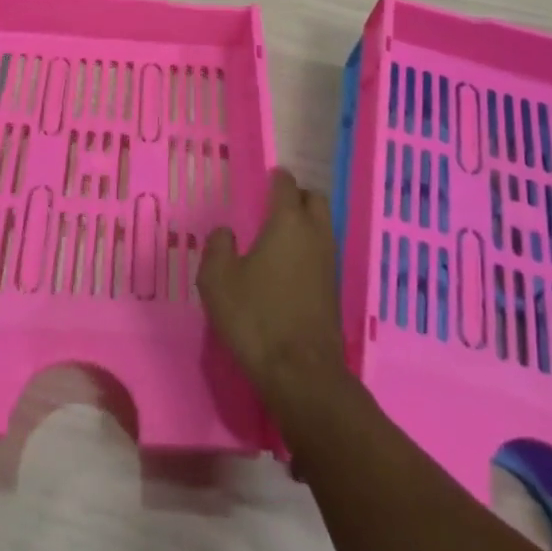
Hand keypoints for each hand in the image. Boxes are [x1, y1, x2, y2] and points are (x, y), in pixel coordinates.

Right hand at [199, 169, 346, 412]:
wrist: (301, 372)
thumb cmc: (255, 317)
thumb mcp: (218, 280)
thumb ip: (218, 247)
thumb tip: (226, 233)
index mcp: (287, 223)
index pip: (286, 185)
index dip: (276, 178)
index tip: (265, 178)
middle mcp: (314, 235)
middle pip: (315, 200)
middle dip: (297, 196)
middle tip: (273, 205)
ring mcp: (329, 263)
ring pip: (322, 226)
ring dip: (305, 223)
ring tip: (278, 236)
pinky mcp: (333, 290)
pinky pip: (322, 253)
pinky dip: (308, 250)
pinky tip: (287, 266)